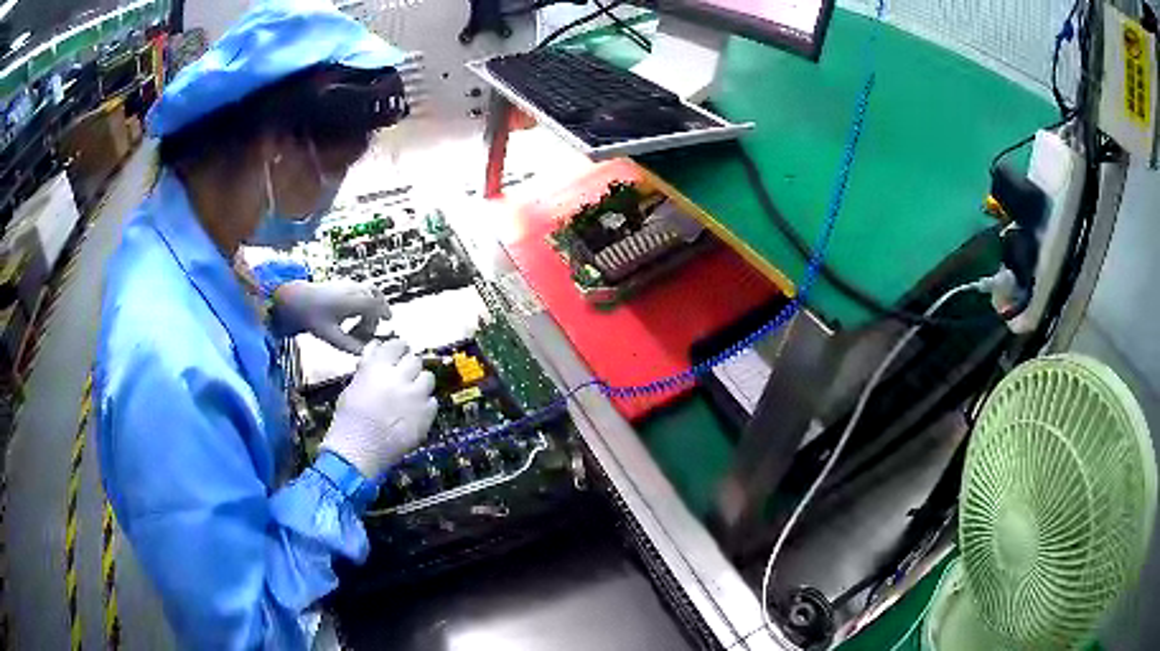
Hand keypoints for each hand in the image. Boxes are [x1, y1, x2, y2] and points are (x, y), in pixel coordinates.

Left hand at [274, 280, 388, 354]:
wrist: (296, 298)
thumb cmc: (311, 315)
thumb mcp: (328, 335)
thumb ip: (347, 345)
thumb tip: (363, 354)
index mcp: (351, 300)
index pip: (376, 305)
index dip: (383, 314)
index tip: (383, 325)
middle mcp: (353, 290)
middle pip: (376, 300)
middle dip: (374, 318)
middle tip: (364, 335)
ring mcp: (350, 285)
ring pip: (370, 295)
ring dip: (369, 311)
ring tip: (356, 329)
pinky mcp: (345, 286)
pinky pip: (363, 293)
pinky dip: (363, 306)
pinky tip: (350, 320)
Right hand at [321, 339, 437, 478]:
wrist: (358, 452)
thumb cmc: (349, 419)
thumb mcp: (353, 386)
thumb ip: (368, 366)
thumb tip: (377, 348)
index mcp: (378, 367)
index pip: (397, 345)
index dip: (398, 349)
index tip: (398, 355)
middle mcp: (399, 378)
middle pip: (415, 360)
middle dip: (409, 366)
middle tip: (403, 376)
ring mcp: (415, 398)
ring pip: (428, 378)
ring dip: (419, 383)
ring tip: (410, 393)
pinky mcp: (425, 417)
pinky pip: (432, 402)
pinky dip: (425, 404)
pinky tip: (414, 412)